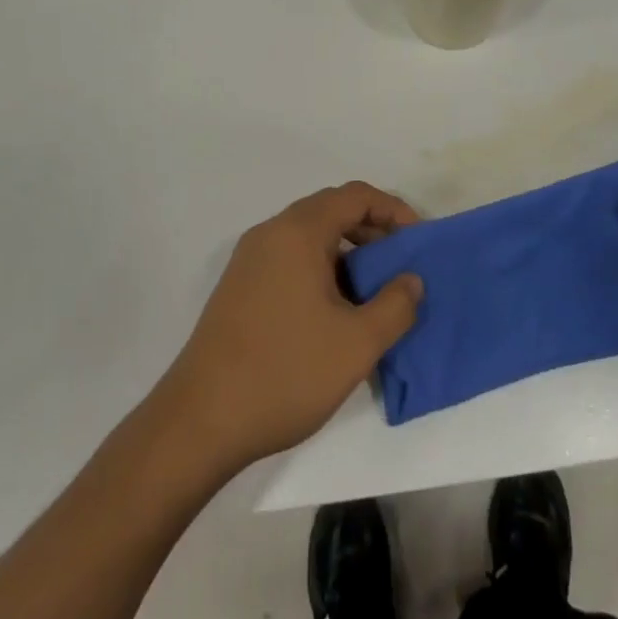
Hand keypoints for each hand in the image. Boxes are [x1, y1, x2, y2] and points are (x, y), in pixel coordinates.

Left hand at [154, 183, 424, 473]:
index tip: (418, 242)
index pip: (356, 196)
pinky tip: (333, 312)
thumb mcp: (357, 344)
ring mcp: (249, 259)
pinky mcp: (238, 287)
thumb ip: (396, 305)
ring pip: (309, 236)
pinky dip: (320, 268)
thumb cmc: (285, 373)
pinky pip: (289, 258)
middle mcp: (271, 233)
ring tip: (372, 293)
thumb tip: (411, 280)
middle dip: (372, 230)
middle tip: (400, 266)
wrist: (199, 422)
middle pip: (331, 210)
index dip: (394, 211)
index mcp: (298, 232)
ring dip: (346, 252)